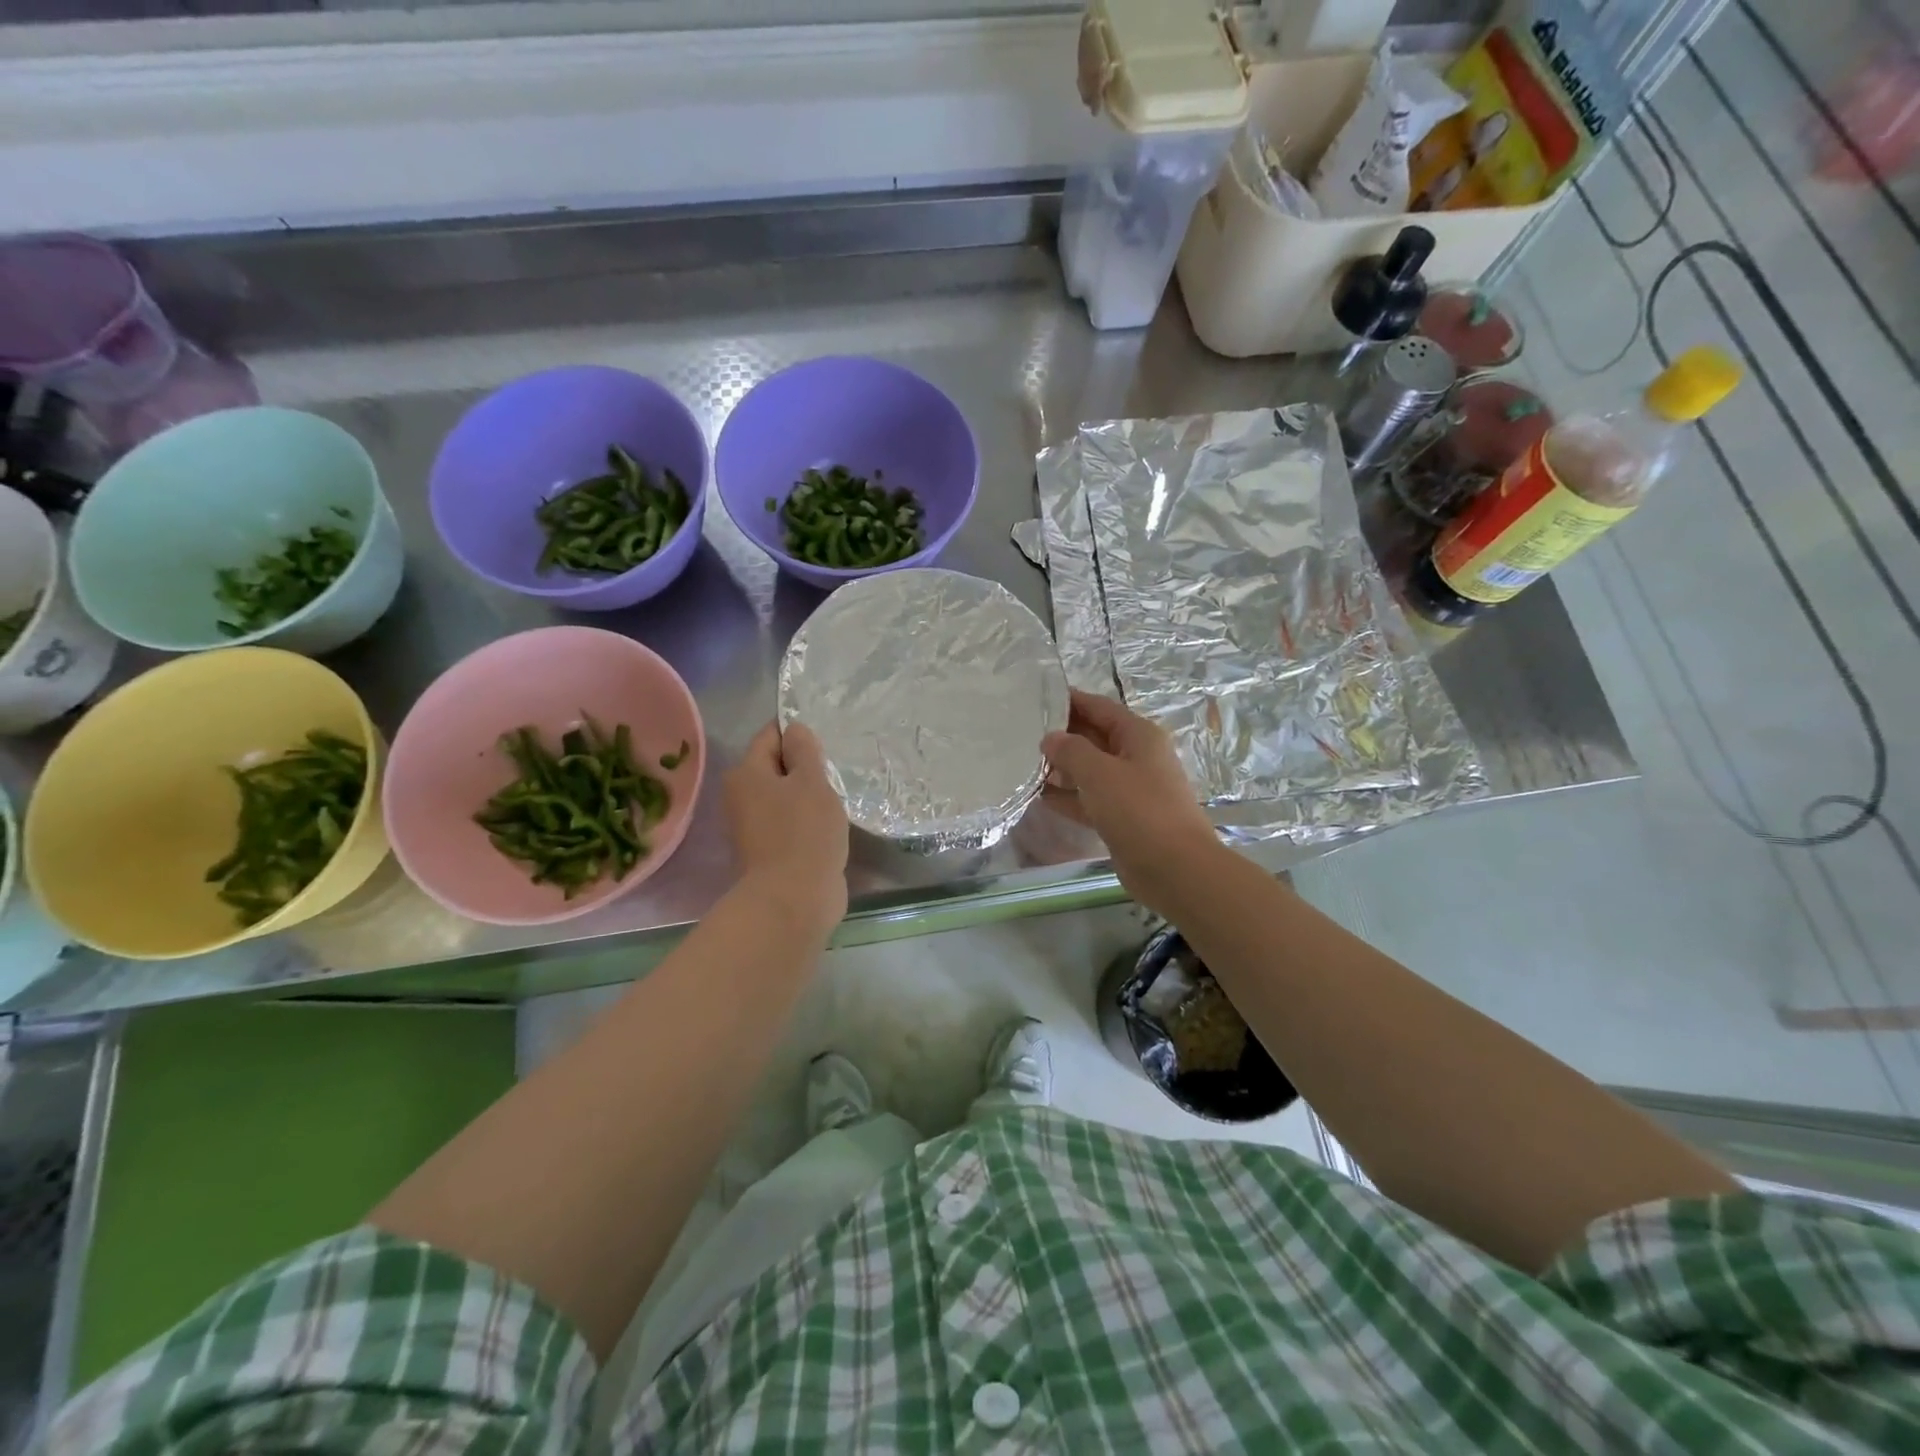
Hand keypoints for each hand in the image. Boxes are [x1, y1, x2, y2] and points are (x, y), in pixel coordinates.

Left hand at [725, 721, 849, 935]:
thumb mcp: (811, 781)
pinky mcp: (769, 851)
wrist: (793, 900)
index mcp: (746, 773)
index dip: (798, 734)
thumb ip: (805, 751)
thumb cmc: (804, 832)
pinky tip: (829, 825)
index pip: (771, 735)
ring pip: (785, 797)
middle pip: (776, 767)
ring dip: (809, 796)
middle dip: (805, 767)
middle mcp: (742, 796)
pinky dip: (808, 821)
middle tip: (836, 771)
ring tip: (837, 798)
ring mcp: (754, 827)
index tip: (827, 743)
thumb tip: (795, 729)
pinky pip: (790, 823)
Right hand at [1043, 690, 1221, 909]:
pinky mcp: (1124, 817)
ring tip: (1025, 765)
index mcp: (1138, 735)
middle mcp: (1137, 757)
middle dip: (1062, 736)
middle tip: (1021, 734)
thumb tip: (1050, 738)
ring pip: (1091, 770)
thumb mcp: (1099, 773)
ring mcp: (1131, 789)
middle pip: (1094, 737)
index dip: (1070, 701)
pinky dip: (1069, 797)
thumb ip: (1070, 751)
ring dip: (1062, 768)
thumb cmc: (1139, 810)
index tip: (1036, 699)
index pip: (1099, 707)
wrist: (1175, 868)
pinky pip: (1091, 799)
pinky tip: (1040, 797)